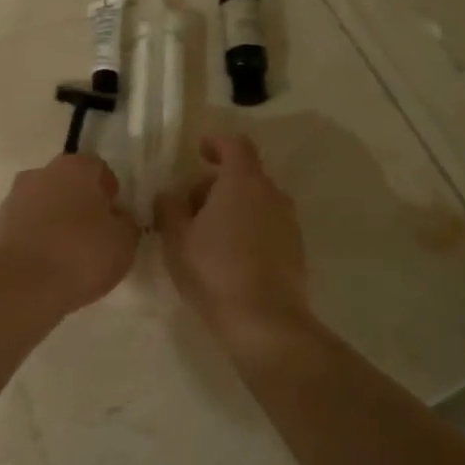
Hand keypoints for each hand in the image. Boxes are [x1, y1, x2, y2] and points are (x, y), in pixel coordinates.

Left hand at [0, 153, 139, 319]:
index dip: (111, 194)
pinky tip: (47, 266)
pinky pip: (27, 226)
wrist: (19, 288)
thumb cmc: (80, 255)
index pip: (99, 170)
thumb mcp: (124, 242)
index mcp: (75, 167)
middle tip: (95, 237)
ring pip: (45, 205)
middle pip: (69, 184)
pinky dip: (38, 239)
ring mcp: (14, 197)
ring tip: (70, 257)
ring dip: (57, 221)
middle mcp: (41, 173)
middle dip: (82, 205)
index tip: (116, 219)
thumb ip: (126, 222)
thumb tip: (117, 217)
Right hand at [155, 134, 311, 338]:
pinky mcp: (295, 248)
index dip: (216, 142)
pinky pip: (267, 224)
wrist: (265, 322)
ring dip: (231, 207)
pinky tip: (229, 257)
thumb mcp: (177, 239)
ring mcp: (288, 221)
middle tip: (188, 210)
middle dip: (214, 184)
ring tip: (206, 237)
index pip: (235, 144)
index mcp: (242, 182)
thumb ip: (169, 207)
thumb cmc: (214, 271)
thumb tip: (170, 194)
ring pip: (256, 200)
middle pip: (243, 174)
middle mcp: (271, 194)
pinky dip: (247, 228)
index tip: (199, 151)